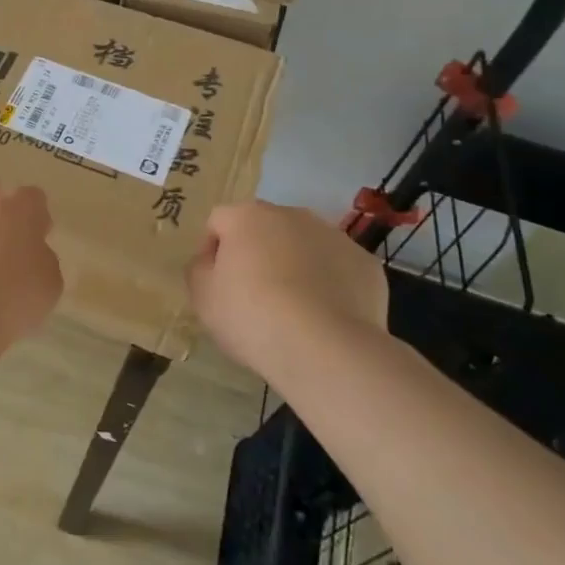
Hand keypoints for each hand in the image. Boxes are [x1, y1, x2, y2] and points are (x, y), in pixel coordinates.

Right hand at [188, 202, 387, 378]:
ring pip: (304, 246)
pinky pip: (337, 269)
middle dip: (257, 253)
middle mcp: (292, 215)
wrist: (326, 349)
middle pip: (265, 229)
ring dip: (294, 265)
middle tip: (253, 296)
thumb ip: (199, 269)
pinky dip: (329, 284)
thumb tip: (211, 261)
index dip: (212, 250)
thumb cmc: (252, 317)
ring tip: (293, 310)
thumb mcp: (203, 297)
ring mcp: (334, 236)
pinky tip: (324, 317)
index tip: (215, 284)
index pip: (219, 221)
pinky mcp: (366, 264)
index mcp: (247, 216)